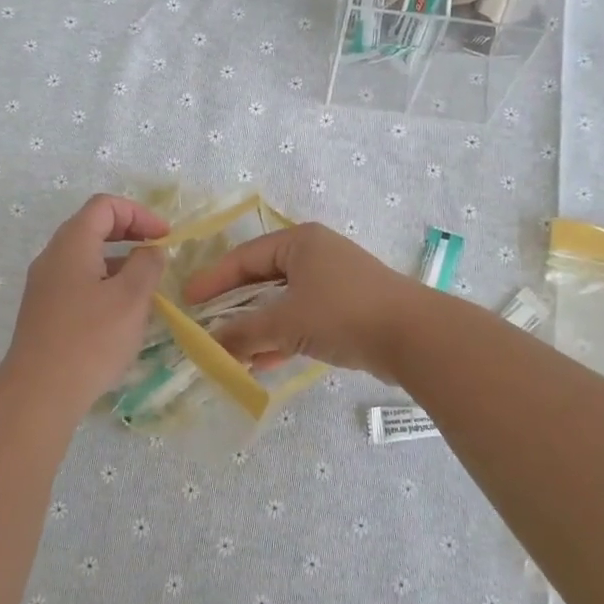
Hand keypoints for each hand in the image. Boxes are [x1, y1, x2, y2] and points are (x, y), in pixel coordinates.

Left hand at [0, 194, 169, 409]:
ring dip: (118, 261)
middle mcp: (52, 257)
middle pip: (92, 227)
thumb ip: (147, 265)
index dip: (139, 214)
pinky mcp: (44, 311)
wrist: (39, 392)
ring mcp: (44, 285)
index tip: (165, 237)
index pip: (104, 206)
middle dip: (129, 234)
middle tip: (158, 254)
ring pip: (85, 257)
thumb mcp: (131, 298)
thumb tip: (151, 250)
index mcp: (71, 244)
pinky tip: (121, 313)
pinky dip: (104, 283)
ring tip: (146, 287)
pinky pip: (77, 282)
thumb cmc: (90, 339)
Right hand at [182, 222, 425, 379]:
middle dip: (234, 307)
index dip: (213, 279)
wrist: (415, 337)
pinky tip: (262, 361)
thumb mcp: (286, 321)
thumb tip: (209, 345)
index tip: (187, 300)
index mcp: (300, 242)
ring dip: (257, 327)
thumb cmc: (343, 313)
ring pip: (283, 303)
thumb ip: (244, 333)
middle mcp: (315, 255)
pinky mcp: (347, 310)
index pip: (244, 257)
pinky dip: (282, 337)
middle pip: (262, 279)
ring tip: (229, 351)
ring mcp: (334, 283)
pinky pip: (302, 320)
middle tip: (205, 324)